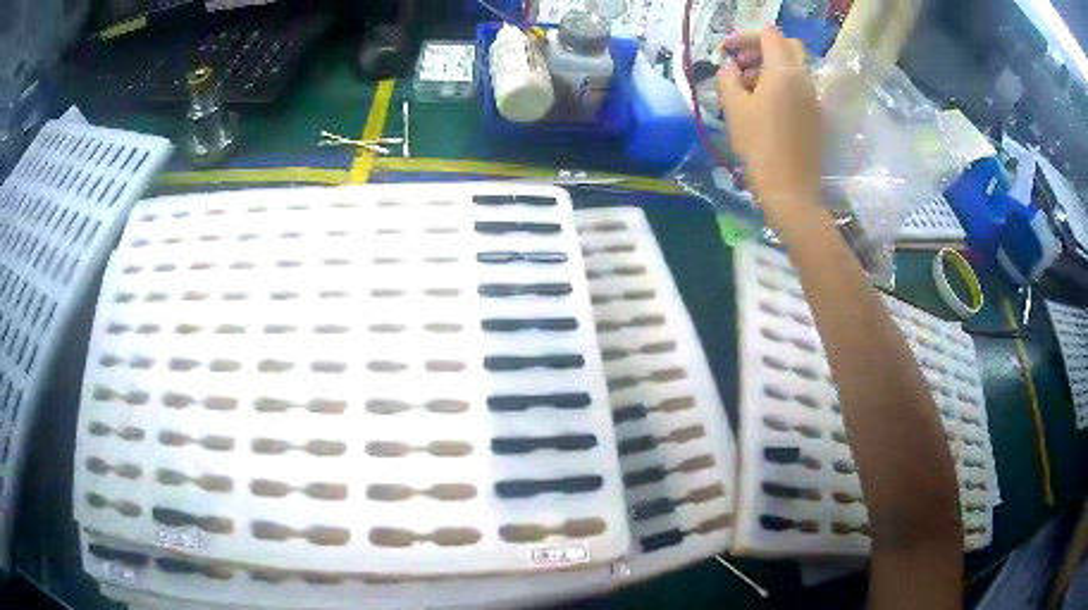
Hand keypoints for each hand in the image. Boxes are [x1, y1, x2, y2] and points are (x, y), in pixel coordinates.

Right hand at [717, 28, 822, 226]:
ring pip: (794, 68)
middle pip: (787, 46)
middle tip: (740, 63)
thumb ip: (727, 78)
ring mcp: (814, 99)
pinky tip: (764, 105)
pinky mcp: (816, 117)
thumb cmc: (758, 145)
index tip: (726, 51)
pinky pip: (799, 88)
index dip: (745, 37)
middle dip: (761, 48)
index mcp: (784, 71)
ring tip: (747, 87)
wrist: (790, 190)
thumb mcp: (733, 108)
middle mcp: (804, 79)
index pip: (768, 35)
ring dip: (770, 67)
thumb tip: (730, 68)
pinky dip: (782, 85)